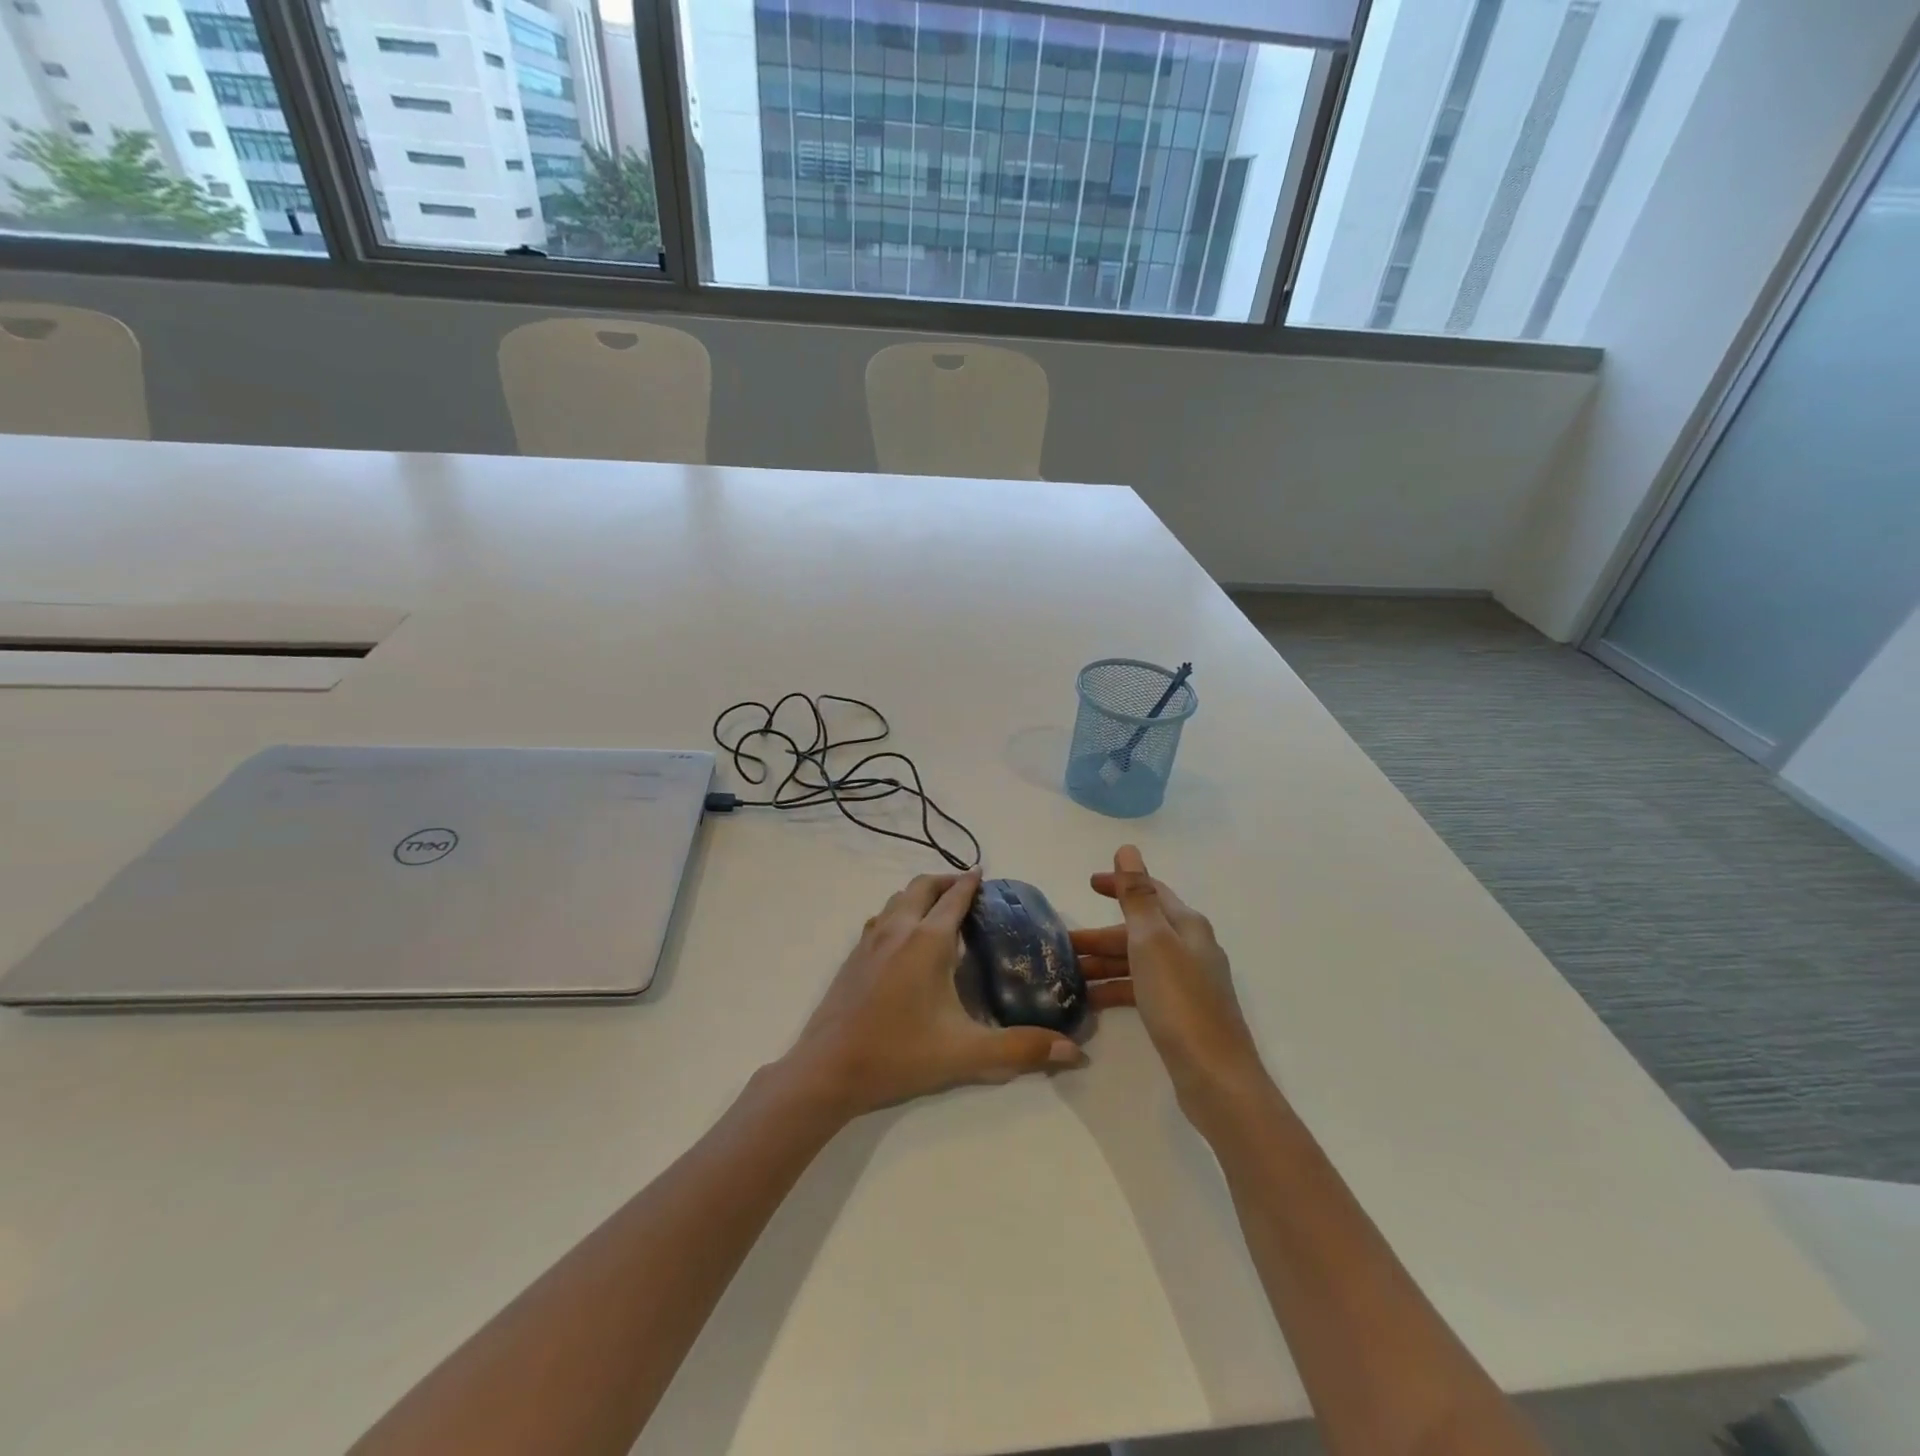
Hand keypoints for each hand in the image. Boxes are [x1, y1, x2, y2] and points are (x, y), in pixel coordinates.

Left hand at [782, 870, 1087, 1119]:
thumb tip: (1076, 1052)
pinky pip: (881, 917)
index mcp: (927, 941)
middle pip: (922, 886)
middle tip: (966, 889)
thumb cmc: (900, 1054)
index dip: (971, 883)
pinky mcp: (852, 956)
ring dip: (919, 893)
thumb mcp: (966, 1054)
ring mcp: (870, 940)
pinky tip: (903, 938)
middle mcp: (898, 929)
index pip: (954, 898)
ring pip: (897, 898)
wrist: (828, 1069)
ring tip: (937, 908)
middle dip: (945, 881)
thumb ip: (1021, 1049)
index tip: (985, 875)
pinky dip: (898, 912)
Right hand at [1073, 845, 1265, 1115]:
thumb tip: (1128, 849)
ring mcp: (1187, 983)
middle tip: (1064, 944)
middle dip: (1102, 935)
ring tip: (1068, 975)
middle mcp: (1190, 949)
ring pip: (1137, 962)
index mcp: (1187, 926)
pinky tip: (1089, 1002)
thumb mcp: (1151, 941)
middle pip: (1140, 930)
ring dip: (1104, 964)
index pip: (1150, 893)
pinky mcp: (1180, 1014)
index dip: (1120, 884)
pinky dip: (1115, 990)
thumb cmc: (1180, 1001)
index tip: (1088, 884)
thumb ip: (1137, 896)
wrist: (1215, 1077)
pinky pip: (1140, 990)